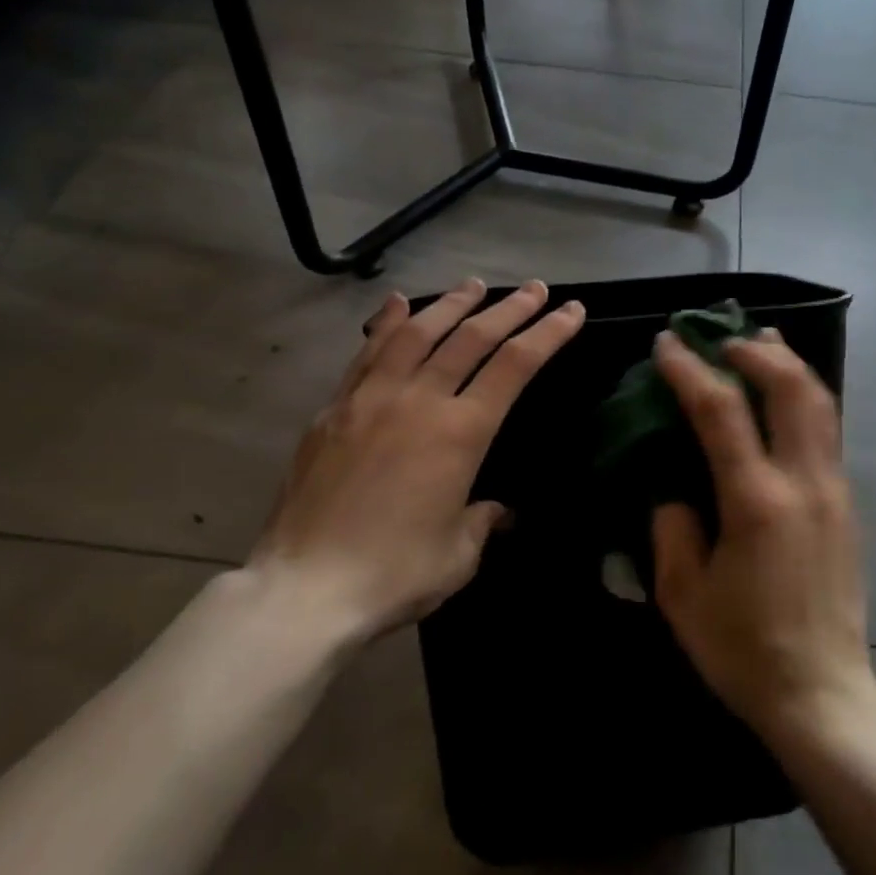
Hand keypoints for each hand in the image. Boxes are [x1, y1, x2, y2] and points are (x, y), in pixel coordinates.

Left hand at [251, 278, 584, 644]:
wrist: (305, 588)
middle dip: (509, 309)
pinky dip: (388, 322)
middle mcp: (418, 401)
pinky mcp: (334, 409)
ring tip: (473, 285)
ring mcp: (371, 399)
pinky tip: (398, 303)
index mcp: (460, 432)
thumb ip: (483, 520)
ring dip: (450, 304)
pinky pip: (367, 352)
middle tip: (534, 288)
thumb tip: (496, 509)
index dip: (547, 333)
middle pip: (471, 338)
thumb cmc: (394, 574)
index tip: (569, 310)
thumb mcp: (460, 554)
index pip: (515, 366)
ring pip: (417, 333)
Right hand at [650, 329, 875, 746]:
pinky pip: (827, 429)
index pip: (721, 411)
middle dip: (754, 349)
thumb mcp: (683, 595)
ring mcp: (834, 490)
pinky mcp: (847, 503)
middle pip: (790, 387)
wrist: (823, 693)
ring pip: (820, 401)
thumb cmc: (743, 650)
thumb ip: (671, 527)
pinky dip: (803, 395)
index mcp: (756, 502)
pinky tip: (783, 393)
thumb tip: (674, 486)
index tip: (667, 343)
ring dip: (788, 362)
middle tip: (720, 336)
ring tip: (760, 341)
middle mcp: (804, 483)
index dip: (690, 369)